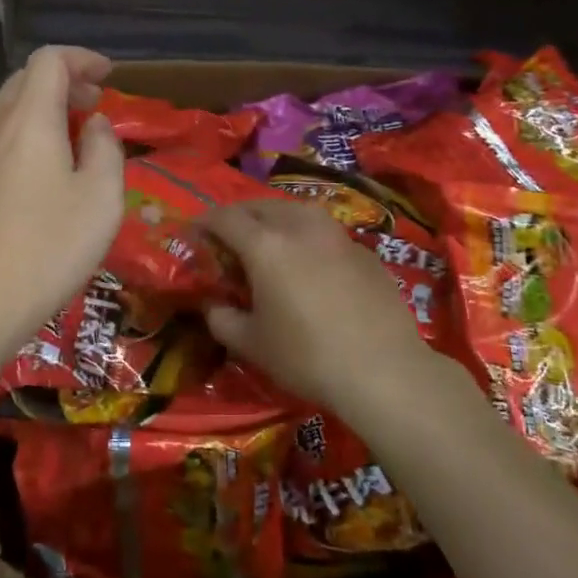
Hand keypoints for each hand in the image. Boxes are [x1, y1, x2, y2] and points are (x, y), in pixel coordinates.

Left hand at [0, 47, 124, 360]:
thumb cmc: (47, 249)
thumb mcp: (100, 199)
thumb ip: (105, 149)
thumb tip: (94, 124)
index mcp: (28, 121)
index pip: (48, 61)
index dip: (81, 58)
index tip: (109, 76)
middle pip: (24, 81)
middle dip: (64, 82)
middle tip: (97, 104)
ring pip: (9, 112)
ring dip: (45, 110)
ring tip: (77, 138)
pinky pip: (0, 142)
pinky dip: (29, 137)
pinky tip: (48, 175)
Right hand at [201, 201, 433, 408]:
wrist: (383, 371)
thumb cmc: (306, 357)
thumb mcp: (251, 344)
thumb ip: (222, 319)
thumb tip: (213, 305)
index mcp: (265, 245)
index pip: (225, 218)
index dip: (204, 221)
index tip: (194, 232)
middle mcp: (300, 228)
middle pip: (261, 206)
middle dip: (239, 215)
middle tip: (228, 236)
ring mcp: (337, 236)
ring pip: (297, 211)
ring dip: (275, 218)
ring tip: (269, 239)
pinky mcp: (364, 252)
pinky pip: (325, 232)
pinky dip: (307, 237)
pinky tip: (310, 262)